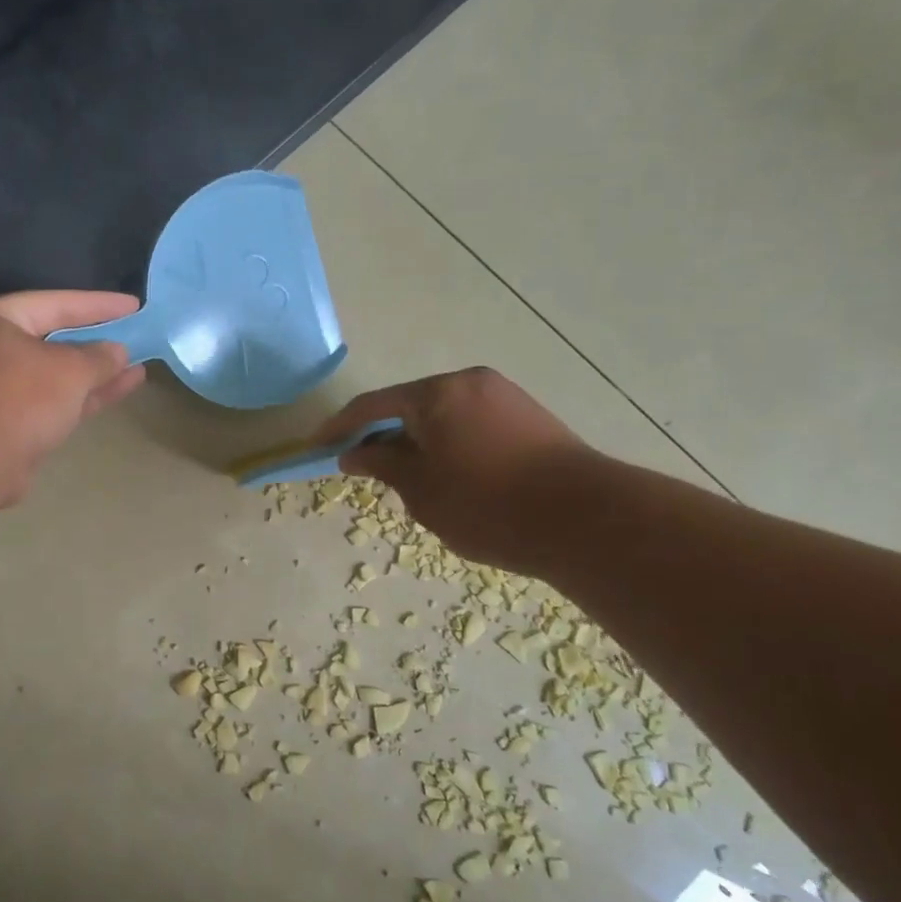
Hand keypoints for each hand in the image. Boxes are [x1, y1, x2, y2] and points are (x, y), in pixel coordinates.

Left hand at [0, 291, 145, 503]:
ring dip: (94, 374)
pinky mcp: (9, 426)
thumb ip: (99, 357)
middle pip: (53, 340)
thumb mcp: (70, 368)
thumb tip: (118, 351)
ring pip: (55, 376)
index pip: (54, 302)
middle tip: (134, 337)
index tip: (133, 306)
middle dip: (95, 342)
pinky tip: (116, 392)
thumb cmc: (19, 394)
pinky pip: (54, 404)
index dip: (98, 305)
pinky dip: (83, 398)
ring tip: (136, 369)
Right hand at [313, 368, 593, 568]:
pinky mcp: (530, 416)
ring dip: (419, 441)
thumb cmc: (486, 505)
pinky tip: (452, 476)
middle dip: (385, 435)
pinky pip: (472, 423)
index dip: (340, 426)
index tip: (318, 445)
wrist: (583, 519)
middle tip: (366, 468)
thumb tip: (353, 452)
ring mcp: (504, 396)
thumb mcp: (420, 490)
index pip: (373, 405)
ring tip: (410, 479)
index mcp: (436, 393)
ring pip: (444, 415)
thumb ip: (381, 465)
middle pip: (411, 405)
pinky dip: (450, 443)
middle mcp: (469, 382)